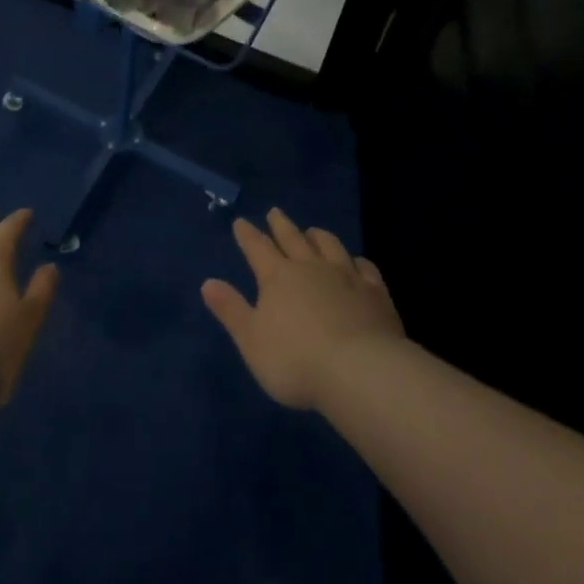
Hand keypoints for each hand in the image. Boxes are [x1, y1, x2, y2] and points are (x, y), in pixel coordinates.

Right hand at [202, 207, 402, 409]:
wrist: (360, 371)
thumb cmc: (296, 360)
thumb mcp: (251, 340)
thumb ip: (231, 310)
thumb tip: (208, 283)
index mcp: (278, 277)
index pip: (258, 248)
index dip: (248, 235)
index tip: (241, 222)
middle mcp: (311, 268)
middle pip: (293, 239)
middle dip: (281, 225)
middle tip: (275, 212)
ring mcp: (346, 277)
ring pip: (329, 246)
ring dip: (318, 236)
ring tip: (313, 231)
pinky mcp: (375, 293)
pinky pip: (365, 268)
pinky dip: (358, 262)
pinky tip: (357, 263)